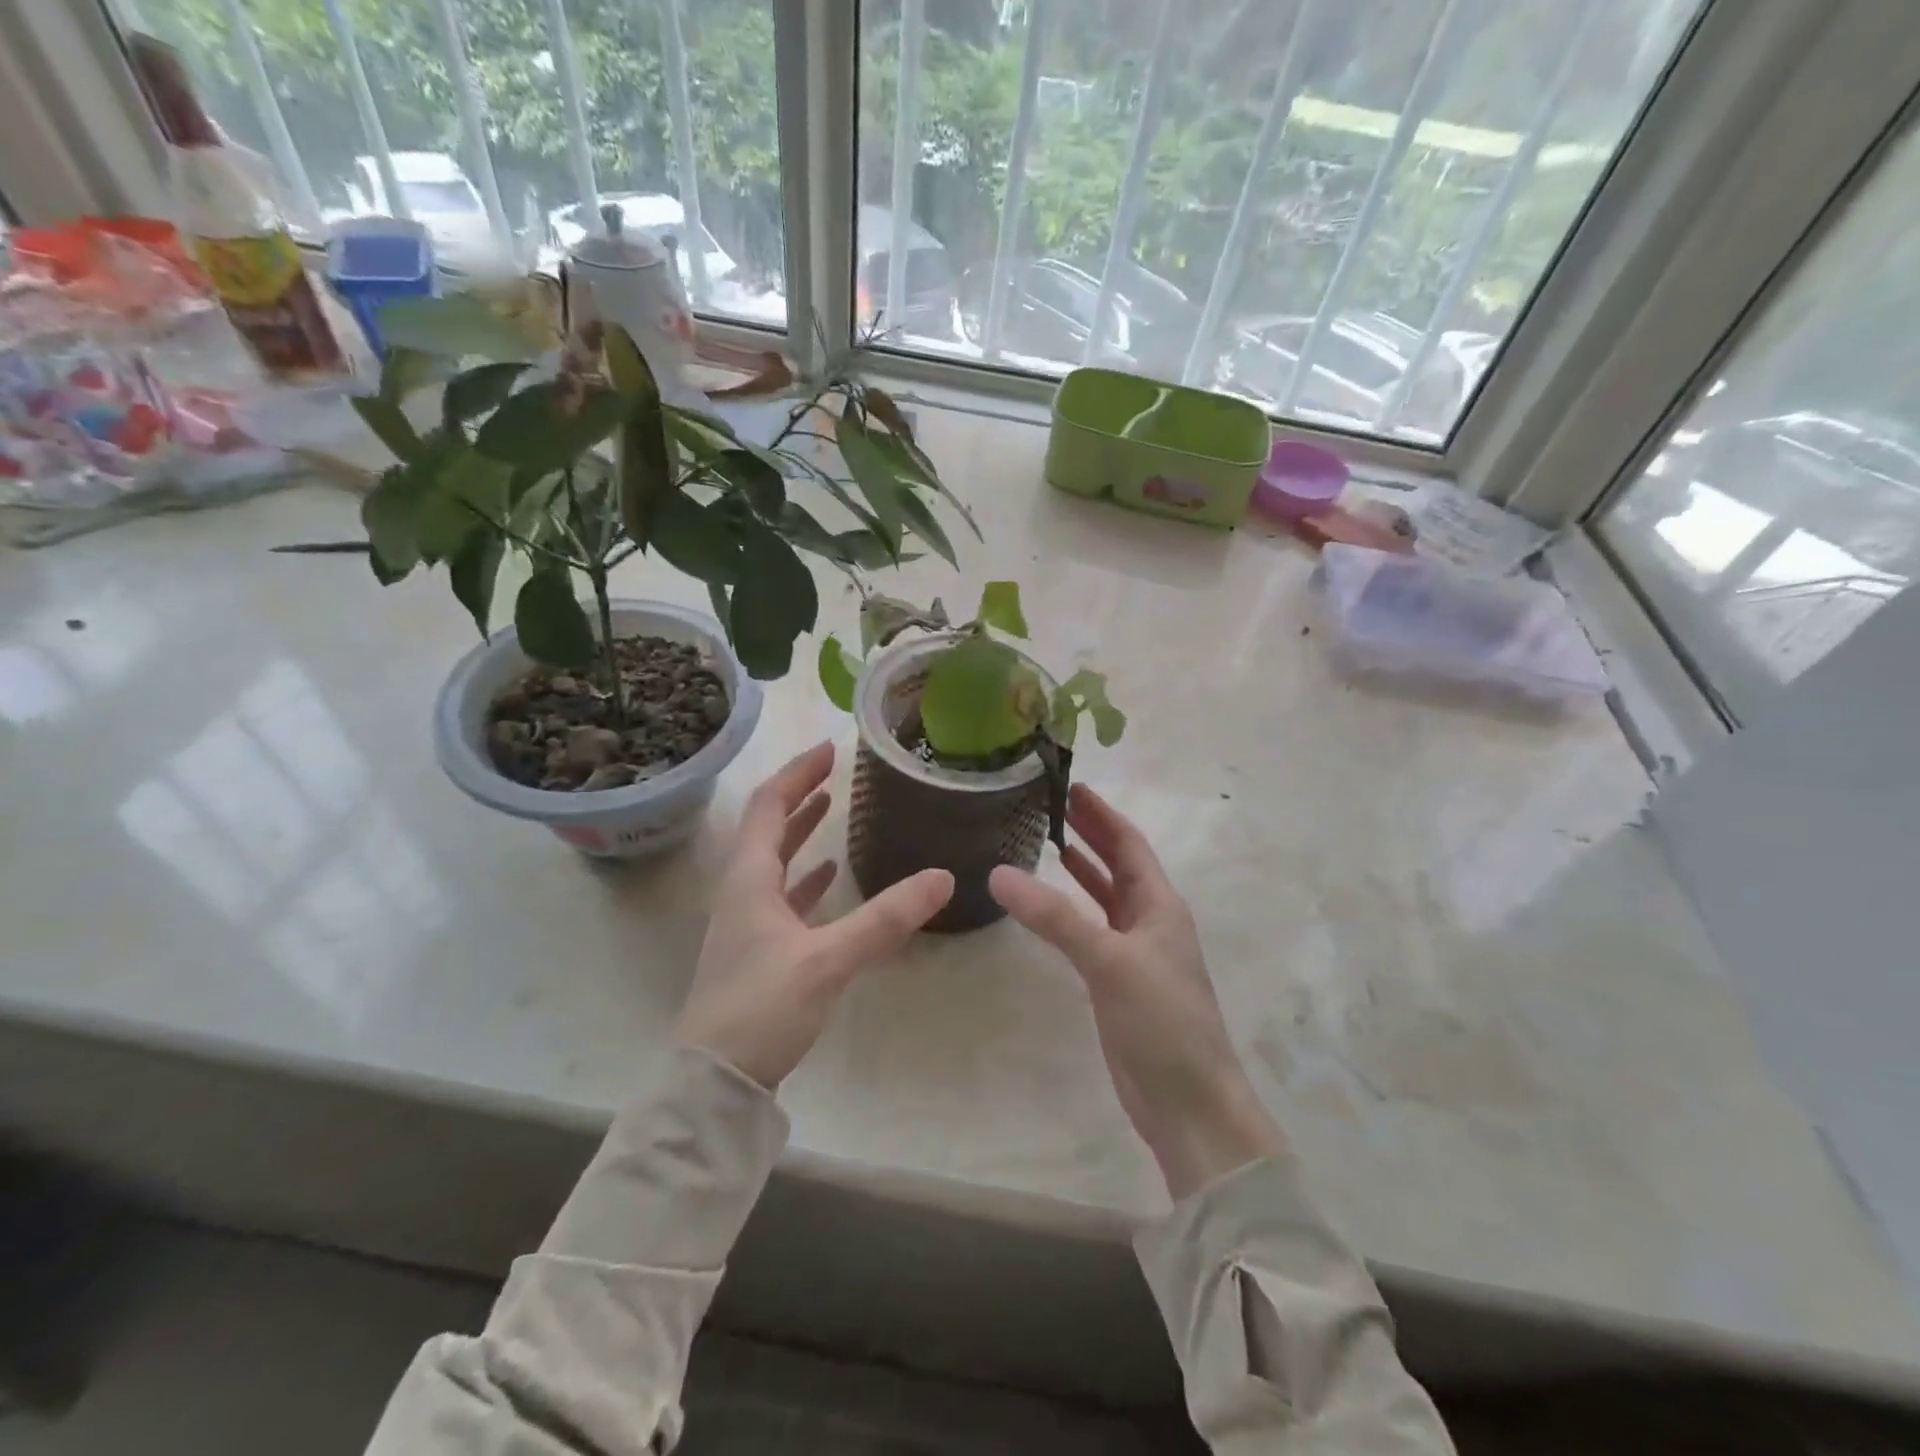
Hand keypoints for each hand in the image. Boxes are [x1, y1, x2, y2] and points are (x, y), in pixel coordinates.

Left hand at [675, 742, 953, 1089]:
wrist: (714, 1082)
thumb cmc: (762, 1008)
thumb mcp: (828, 960)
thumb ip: (886, 919)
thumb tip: (943, 877)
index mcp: (749, 878)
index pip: (768, 806)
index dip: (797, 773)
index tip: (829, 749)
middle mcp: (742, 891)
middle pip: (767, 826)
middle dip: (799, 794)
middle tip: (834, 771)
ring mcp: (747, 922)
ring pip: (774, 860)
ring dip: (800, 830)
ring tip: (831, 807)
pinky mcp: (758, 950)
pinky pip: (782, 896)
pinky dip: (805, 877)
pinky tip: (830, 876)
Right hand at [990, 785, 1284, 1201]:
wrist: (1188, 1104)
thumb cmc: (1162, 1022)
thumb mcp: (1109, 961)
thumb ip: (1056, 917)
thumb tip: (1000, 873)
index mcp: (1160, 905)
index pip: (1129, 844)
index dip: (1102, 814)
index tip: (1072, 786)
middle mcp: (1150, 921)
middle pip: (1119, 865)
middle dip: (1091, 834)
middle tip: (1053, 804)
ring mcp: (1134, 953)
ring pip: (1105, 897)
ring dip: (1082, 869)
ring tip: (1047, 841)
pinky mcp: (1117, 983)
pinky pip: (1091, 931)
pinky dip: (1071, 911)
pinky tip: (1048, 906)